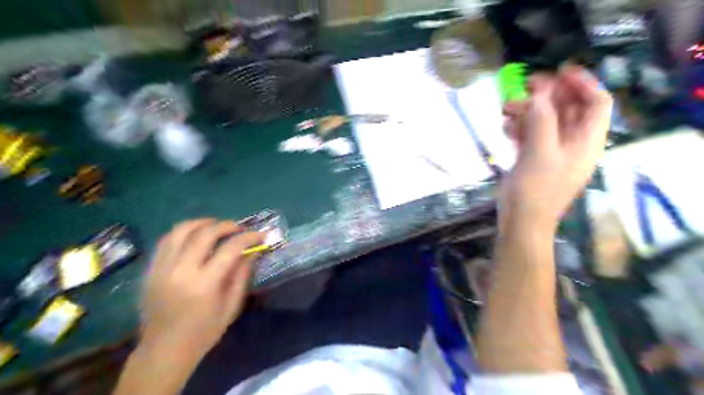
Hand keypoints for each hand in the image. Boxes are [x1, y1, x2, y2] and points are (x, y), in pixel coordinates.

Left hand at [140, 219, 265, 357]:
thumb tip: (253, 251)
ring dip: (204, 223)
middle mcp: (180, 270)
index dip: (248, 237)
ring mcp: (162, 268)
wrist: (164, 350)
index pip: (230, 248)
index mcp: (204, 284)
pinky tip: (196, 235)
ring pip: (182, 230)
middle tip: (240, 228)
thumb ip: (242, 275)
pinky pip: (167, 239)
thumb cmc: (204, 332)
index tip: (260, 235)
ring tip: (218, 226)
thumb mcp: (231, 306)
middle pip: (205, 233)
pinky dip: (185, 231)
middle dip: (227, 225)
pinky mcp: (151, 269)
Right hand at [504, 67, 614, 228]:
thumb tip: (540, 92)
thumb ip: (542, 119)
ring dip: (528, 111)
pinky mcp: (535, 160)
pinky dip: (520, 128)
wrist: (521, 221)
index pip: (596, 102)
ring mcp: (553, 152)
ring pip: (546, 122)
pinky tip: (505, 127)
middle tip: (525, 85)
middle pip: (569, 109)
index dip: (583, 83)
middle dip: (548, 95)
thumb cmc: (535, 189)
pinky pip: (532, 136)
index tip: (559, 70)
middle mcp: (573, 143)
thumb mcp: (540, 151)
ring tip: (505, 108)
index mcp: (586, 140)